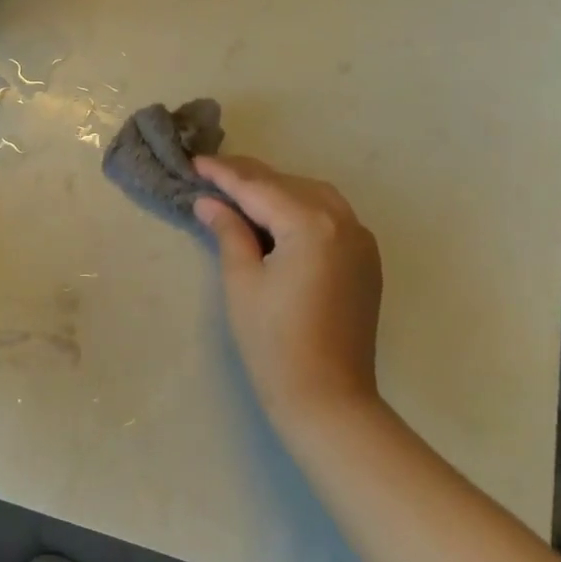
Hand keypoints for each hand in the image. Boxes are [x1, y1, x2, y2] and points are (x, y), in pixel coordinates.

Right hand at [192, 155, 383, 435]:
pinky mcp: (366, 260)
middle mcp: (343, 221)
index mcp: (310, 224)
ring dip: (276, 189)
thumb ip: (229, 231)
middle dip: (249, 177)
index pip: (258, 188)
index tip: (194, 162)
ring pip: (312, 195)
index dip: (223, 174)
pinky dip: (301, 208)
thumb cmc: (274, 342)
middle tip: (211, 174)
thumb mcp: (242, 280)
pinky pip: (331, 216)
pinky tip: (276, 216)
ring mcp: (360, 240)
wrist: (328, 400)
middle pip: (288, 185)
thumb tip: (209, 202)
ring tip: (239, 192)